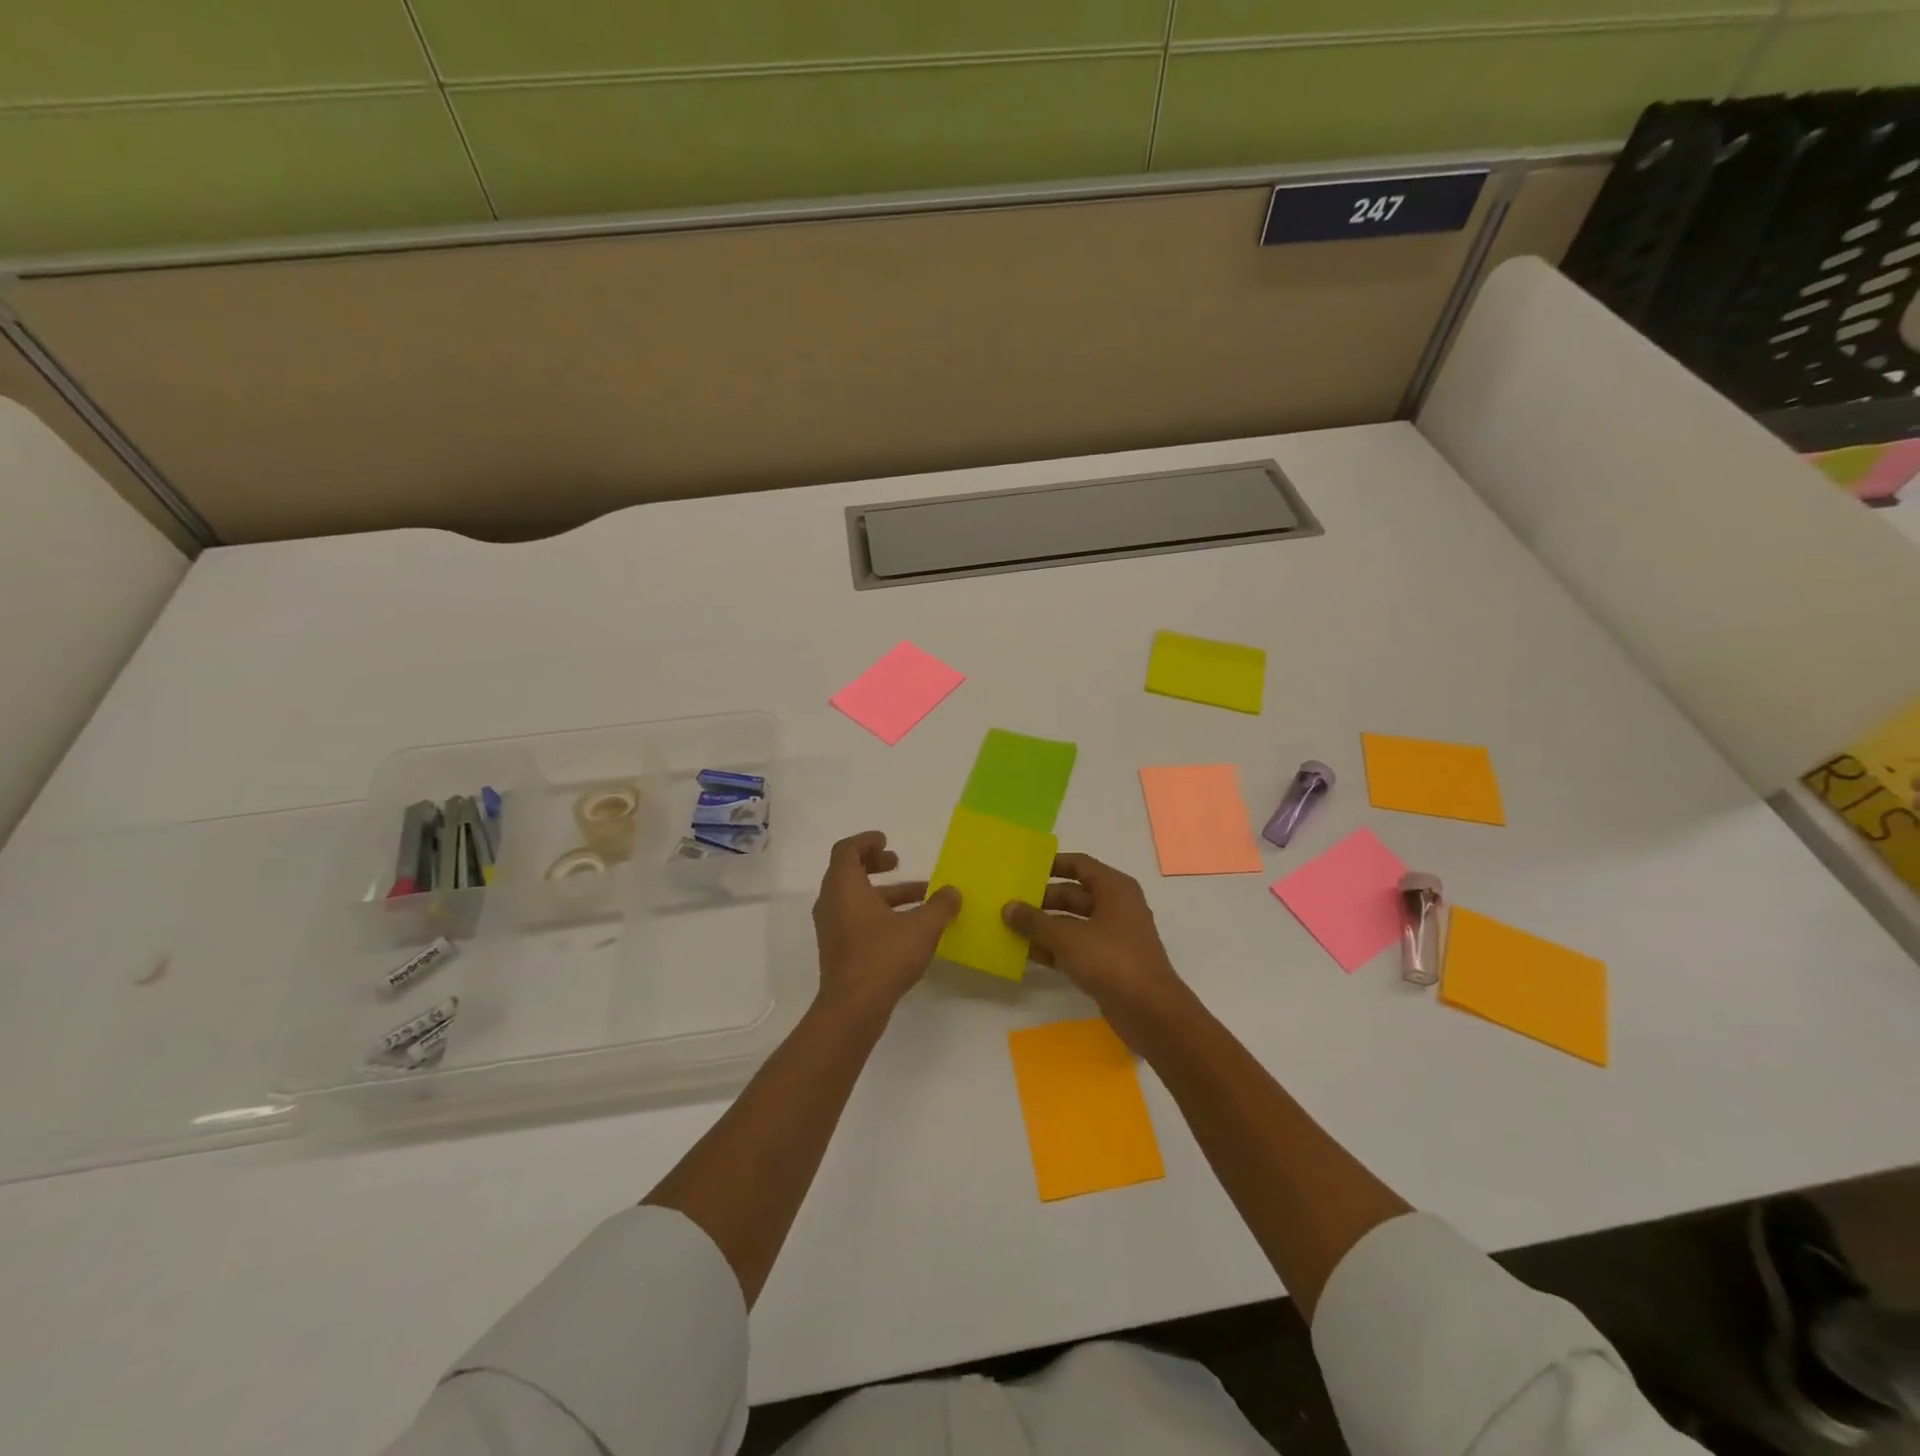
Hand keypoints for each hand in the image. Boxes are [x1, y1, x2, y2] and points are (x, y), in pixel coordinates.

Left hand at [812, 831, 959, 1019]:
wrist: (852, 1008)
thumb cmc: (883, 956)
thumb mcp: (922, 927)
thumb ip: (940, 906)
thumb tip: (953, 892)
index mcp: (844, 886)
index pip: (846, 850)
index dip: (866, 841)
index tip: (886, 840)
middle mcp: (832, 902)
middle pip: (848, 871)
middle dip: (874, 864)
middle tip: (896, 861)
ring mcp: (832, 927)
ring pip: (855, 898)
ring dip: (884, 892)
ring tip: (920, 896)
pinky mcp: (838, 949)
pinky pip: (856, 918)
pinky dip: (878, 912)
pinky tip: (908, 927)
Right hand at [1002, 852, 1187, 1045]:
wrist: (1150, 1011)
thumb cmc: (1111, 960)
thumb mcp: (1067, 937)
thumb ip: (1035, 921)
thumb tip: (1008, 907)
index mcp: (1114, 888)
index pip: (1079, 865)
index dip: (1052, 865)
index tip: (1024, 871)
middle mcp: (1116, 906)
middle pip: (1073, 895)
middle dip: (1042, 900)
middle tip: (1010, 905)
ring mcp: (1114, 936)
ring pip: (1073, 923)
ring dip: (1045, 927)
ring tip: (1011, 930)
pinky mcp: (1109, 962)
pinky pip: (1077, 947)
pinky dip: (1056, 948)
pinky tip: (1028, 955)